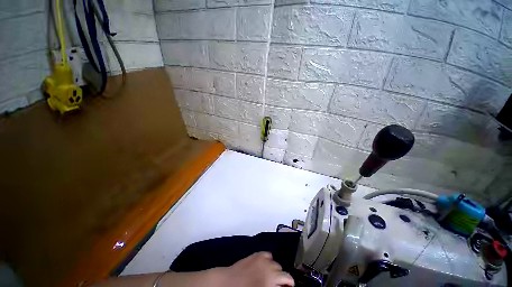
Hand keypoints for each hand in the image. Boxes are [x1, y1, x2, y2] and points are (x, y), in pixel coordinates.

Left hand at [220, 252, 294, 286]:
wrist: (229, 283)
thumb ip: (274, 286)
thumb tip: (280, 285)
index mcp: (272, 279)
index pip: (288, 279)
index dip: (289, 284)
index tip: (288, 286)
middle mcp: (270, 267)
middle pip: (282, 271)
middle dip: (281, 278)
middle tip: (276, 284)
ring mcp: (263, 259)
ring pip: (276, 263)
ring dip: (275, 269)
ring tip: (269, 275)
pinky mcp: (257, 254)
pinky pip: (268, 255)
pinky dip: (268, 260)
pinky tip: (264, 266)